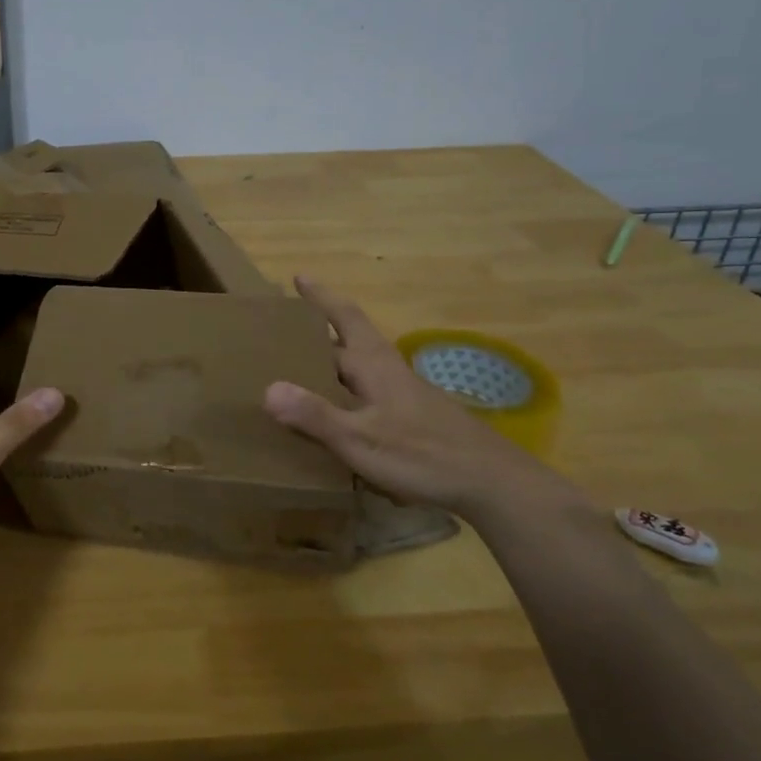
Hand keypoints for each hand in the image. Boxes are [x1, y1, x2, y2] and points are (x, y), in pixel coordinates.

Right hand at [263, 277, 563, 520]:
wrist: (492, 483)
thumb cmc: (423, 455)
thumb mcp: (361, 439)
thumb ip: (316, 416)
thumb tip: (268, 389)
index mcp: (374, 365)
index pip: (343, 318)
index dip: (321, 298)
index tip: (300, 277)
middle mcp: (389, 371)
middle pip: (350, 341)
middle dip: (320, 333)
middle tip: (287, 331)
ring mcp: (405, 394)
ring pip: (361, 369)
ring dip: (335, 364)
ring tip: (305, 372)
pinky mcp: (415, 418)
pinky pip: (370, 395)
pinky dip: (348, 394)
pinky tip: (340, 418)